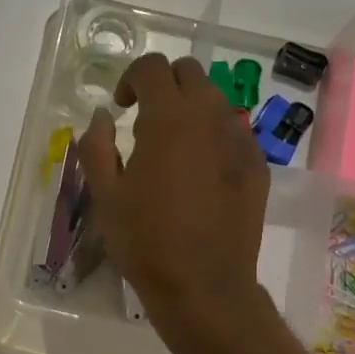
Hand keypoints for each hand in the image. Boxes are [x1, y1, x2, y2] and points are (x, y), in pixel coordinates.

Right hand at [81, 54, 270, 352]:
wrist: (204, 286)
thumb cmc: (146, 242)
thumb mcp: (106, 195)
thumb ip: (96, 145)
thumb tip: (101, 115)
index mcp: (169, 119)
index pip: (152, 67)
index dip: (130, 78)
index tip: (120, 108)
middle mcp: (210, 118)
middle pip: (190, 73)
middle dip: (163, 85)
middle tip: (144, 120)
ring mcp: (240, 141)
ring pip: (215, 100)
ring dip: (190, 108)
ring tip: (172, 147)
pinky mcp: (257, 166)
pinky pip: (233, 132)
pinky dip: (213, 135)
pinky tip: (200, 172)